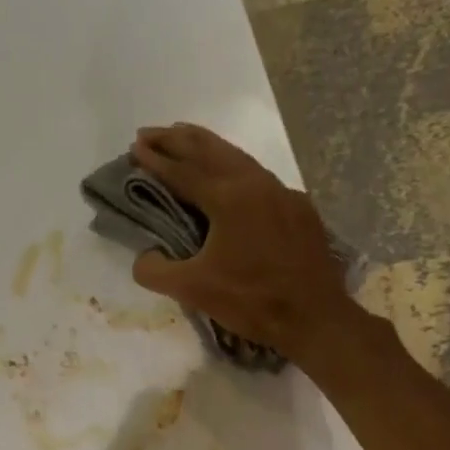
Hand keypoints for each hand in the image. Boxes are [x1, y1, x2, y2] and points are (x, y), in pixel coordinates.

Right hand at [130, 123, 354, 358]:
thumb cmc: (251, 300)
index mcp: (229, 198)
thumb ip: (156, 271)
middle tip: (151, 132)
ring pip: (238, 159)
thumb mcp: (193, 290)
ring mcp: (283, 194)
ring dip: (207, 147)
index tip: (135, 147)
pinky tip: (231, 177)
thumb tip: (144, 257)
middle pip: (211, 151)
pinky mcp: (300, 210)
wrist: (315, 317)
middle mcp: (257, 184)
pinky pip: (260, 178)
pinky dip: (234, 168)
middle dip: (178, 139)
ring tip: (185, 139)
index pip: (183, 172)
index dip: (156, 160)